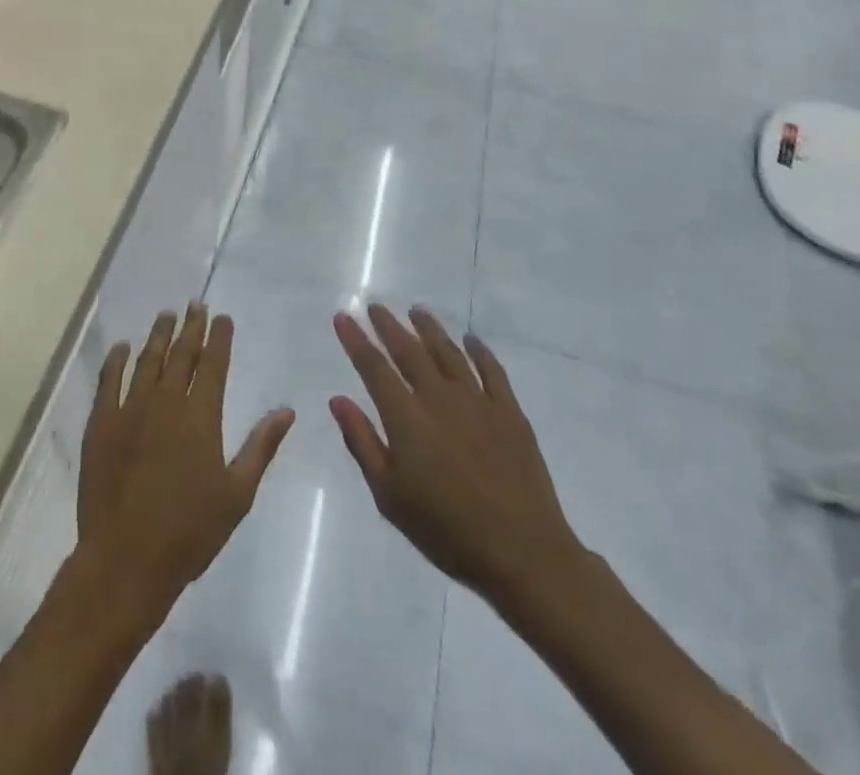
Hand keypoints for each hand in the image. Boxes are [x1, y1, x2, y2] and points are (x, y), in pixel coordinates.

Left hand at [75, 305, 294, 638]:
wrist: (126, 559)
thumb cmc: (189, 532)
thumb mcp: (237, 494)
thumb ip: (260, 447)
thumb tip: (286, 410)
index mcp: (201, 416)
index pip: (213, 364)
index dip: (219, 338)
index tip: (222, 317)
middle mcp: (166, 402)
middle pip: (181, 354)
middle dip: (191, 327)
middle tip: (195, 305)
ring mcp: (130, 409)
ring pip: (147, 360)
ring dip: (158, 335)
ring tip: (167, 315)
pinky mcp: (102, 423)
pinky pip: (109, 381)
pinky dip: (116, 360)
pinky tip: (122, 347)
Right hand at [330, 305, 589, 617]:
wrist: (522, 553)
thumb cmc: (446, 530)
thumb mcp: (390, 496)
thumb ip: (362, 442)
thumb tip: (338, 399)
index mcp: (406, 418)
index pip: (374, 368)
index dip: (356, 340)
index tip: (343, 316)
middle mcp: (439, 398)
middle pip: (409, 351)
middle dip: (389, 326)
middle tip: (375, 306)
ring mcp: (477, 401)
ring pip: (448, 352)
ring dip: (430, 329)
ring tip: (417, 311)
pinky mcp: (509, 412)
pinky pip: (492, 370)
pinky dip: (480, 351)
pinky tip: (472, 339)